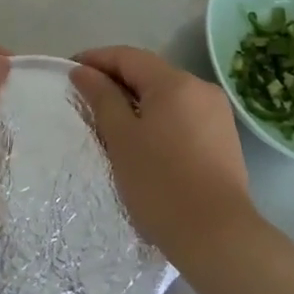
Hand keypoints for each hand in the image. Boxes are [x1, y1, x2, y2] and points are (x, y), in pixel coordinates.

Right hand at [70, 46, 257, 260]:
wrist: (218, 237)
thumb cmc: (161, 184)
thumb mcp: (121, 138)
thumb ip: (102, 98)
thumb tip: (84, 71)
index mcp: (175, 82)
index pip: (127, 56)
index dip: (95, 60)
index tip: (69, 72)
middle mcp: (200, 88)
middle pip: (149, 73)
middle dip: (115, 81)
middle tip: (85, 99)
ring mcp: (216, 113)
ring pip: (166, 95)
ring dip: (137, 101)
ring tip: (110, 121)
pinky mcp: (224, 138)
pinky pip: (182, 115)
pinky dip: (158, 118)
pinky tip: (143, 139)